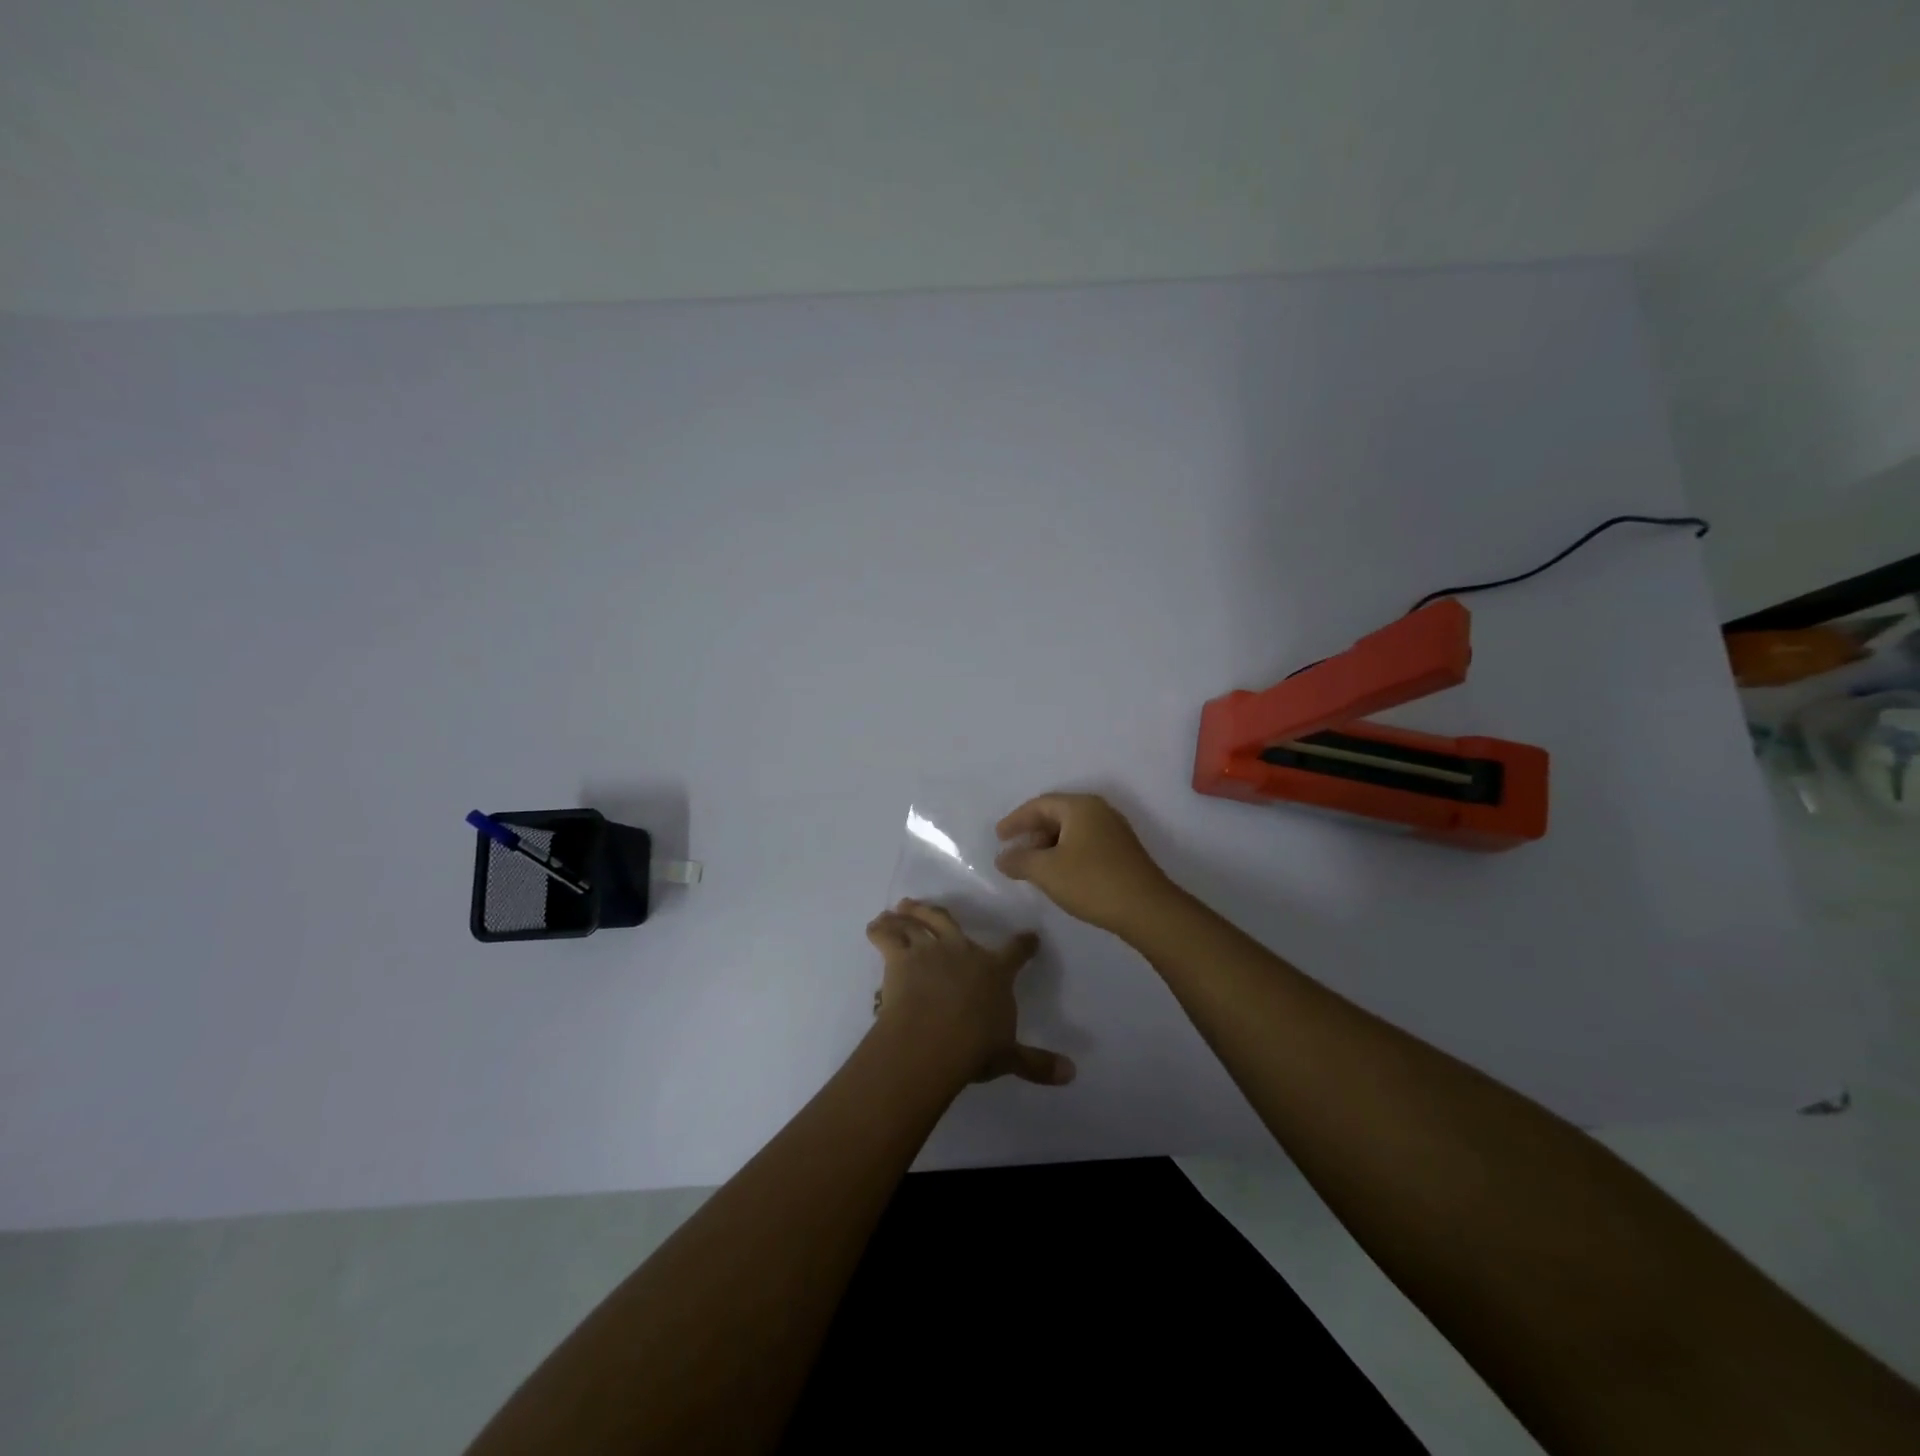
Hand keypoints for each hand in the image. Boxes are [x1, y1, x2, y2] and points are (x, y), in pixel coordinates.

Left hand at [866, 900, 1074, 1088]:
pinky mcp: (900, 957)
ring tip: (899, 909)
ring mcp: (930, 950)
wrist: (933, 1039)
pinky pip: (887, 936)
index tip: (1030, 936)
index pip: (1016, 951)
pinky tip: (873, 927)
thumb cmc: (975, 1047)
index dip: (1024, 943)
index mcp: (995, 971)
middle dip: (940, 912)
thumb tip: (1072, 1074)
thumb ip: (1037, 1063)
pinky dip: (879, 929)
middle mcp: (963, 950)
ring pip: (918, 923)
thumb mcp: (1009, 1056)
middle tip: (929, 906)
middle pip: (951, 922)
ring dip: (908, 915)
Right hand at [994, 793, 1175, 937]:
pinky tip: (1059, 874)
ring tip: (1033, 867)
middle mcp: (1099, 811)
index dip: (1016, 820)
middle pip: (1056, 815)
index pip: (1039, 805)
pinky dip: (1066, 854)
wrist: (1147, 909)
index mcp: (1080, 807)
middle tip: (1015, 853)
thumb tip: (1002, 857)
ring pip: (1072, 831)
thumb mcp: (1047, 871)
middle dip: (1032, 833)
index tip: (998, 837)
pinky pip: (1085, 843)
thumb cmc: (1091, 882)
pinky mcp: (1122, 852)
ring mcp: (1114, 831)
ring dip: (1049, 846)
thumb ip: (1019, 860)